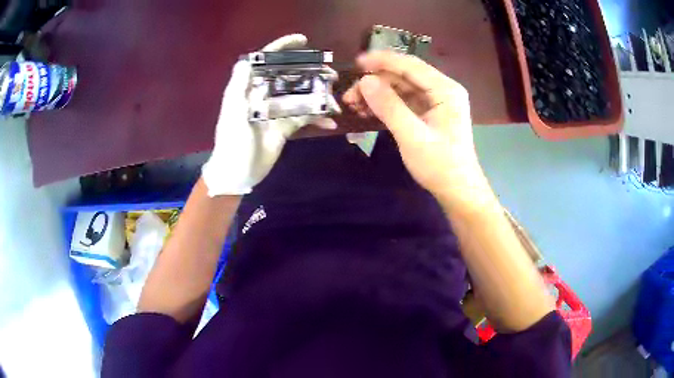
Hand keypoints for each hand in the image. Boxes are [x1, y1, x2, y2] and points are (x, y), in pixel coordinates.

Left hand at [202, 34, 339, 196]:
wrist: (238, 174)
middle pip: (288, 76)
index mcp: (249, 89)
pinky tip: (330, 121)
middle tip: (331, 73)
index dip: (282, 48)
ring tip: (335, 96)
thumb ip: (239, 87)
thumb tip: (246, 60)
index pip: (265, 61)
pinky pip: (303, 118)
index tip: (302, 41)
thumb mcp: (233, 114)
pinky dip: (317, 118)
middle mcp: (263, 95)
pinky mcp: (284, 127)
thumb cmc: (232, 143)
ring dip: (318, 94)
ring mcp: (276, 111)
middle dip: (309, 71)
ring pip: (300, 95)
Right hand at [343, 51, 489, 209]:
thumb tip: (365, 81)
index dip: (382, 61)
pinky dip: (385, 105)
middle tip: (349, 96)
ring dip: (377, 94)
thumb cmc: (440, 165)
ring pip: (401, 88)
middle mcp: (442, 90)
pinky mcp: (428, 114)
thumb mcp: (412, 136)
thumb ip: (389, 107)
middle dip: (376, 82)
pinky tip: (368, 111)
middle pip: (403, 76)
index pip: (410, 65)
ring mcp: (435, 102)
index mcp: (445, 90)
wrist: (457, 191)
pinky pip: (403, 101)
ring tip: (354, 105)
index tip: (356, 63)